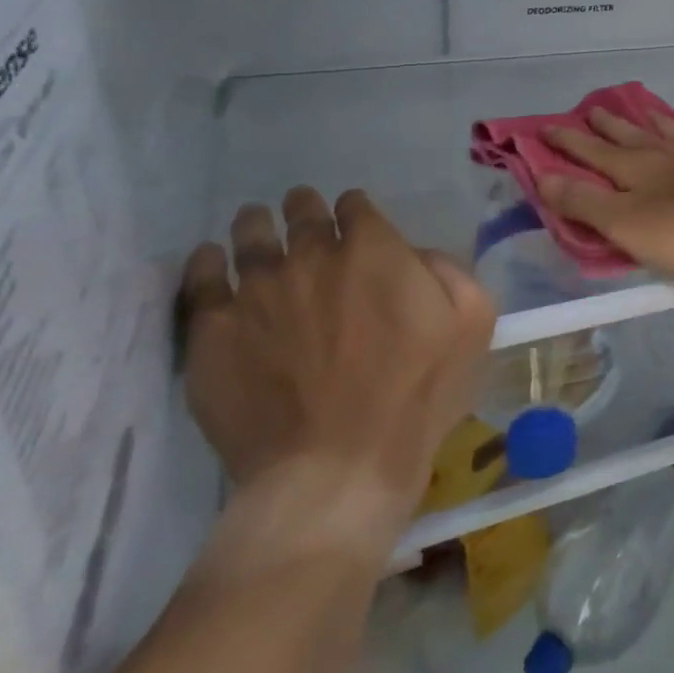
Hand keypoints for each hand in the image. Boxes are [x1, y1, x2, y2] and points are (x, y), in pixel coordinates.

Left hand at [179, 187, 495, 554]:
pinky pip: (201, 280)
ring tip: (255, 225)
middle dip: (304, 207)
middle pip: (301, 211)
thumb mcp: (472, 324)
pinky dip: (206, 263)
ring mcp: (257, 291)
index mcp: (373, 249)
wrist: (338, 467)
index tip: (356, 225)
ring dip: (256, 225)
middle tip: (302, 212)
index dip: (356, 211)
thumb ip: (451, 270)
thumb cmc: (417, 395)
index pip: (355, 205)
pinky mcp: (214, 331)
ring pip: (249, 236)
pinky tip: (211, 260)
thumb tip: (417, 254)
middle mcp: (311, 255)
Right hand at [539, 109, 673, 279]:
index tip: (546, 128)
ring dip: (658, 122)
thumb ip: (584, 203)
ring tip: (645, 110)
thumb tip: (542, 176)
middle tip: (593, 109)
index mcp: (638, 170)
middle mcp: (671, 155)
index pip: (594, 152)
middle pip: (634, 137)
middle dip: (610, 126)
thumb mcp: (626, 225)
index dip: (568, 142)